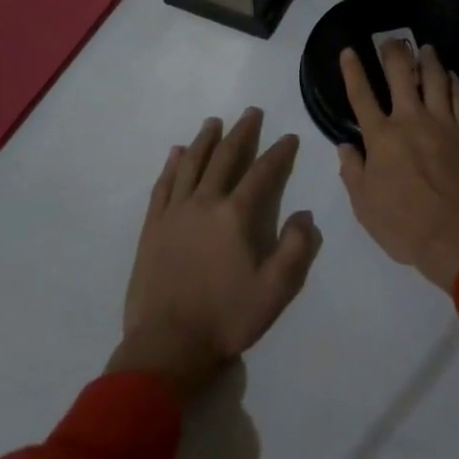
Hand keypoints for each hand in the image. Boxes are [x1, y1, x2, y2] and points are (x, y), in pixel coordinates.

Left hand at [108, 108, 321, 397]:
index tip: (290, 137)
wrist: (167, 346)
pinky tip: (176, 153)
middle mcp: (204, 203)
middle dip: (242, 132)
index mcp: (235, 216)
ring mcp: (174, 213)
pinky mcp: (152, 227)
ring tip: (214, 122)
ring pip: (192, 164)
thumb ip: (296, 249)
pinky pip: (163, 186)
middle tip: (251, 112)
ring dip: (205, 140)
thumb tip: (305, 215)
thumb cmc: (225, 318)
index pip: (262, 173)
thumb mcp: (275, 291)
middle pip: (225, 157)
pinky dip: (172, 166)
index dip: (279, 153)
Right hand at [337, 41, 458, 292]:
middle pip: (401, 75)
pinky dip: (456, 83)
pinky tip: (452, 76)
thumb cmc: (405, 225)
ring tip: (426, 48)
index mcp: (381, 137)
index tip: (349, 50)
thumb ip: (352, 172)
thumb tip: (346, 146)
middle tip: (391, 40)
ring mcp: (442, 123)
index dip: (353, 71)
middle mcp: (411, 120)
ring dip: (429, 60)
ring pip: (435, 79)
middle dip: (394, 53)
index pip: (361, 95)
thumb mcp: (365, 207)